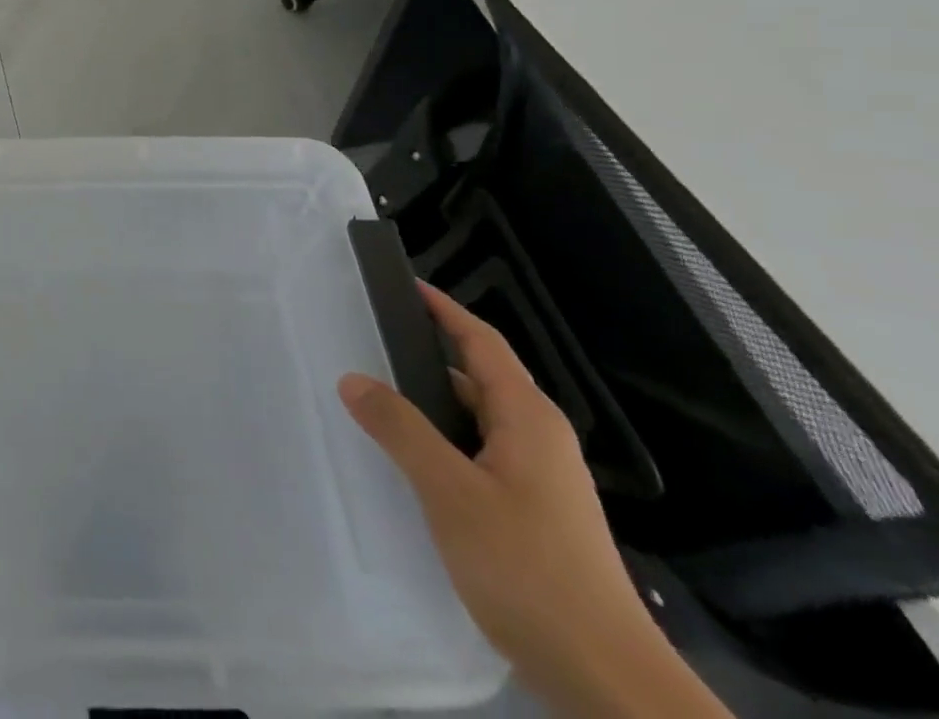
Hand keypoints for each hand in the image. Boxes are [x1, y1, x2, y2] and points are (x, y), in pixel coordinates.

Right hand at [338, 284, 729, 718]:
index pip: (482, 342)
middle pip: (478, 378)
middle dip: (425, 357)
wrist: (608, 682)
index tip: (405, 284)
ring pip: (476, 422)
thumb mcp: (450, 493)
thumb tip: (353, 378)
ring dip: (430, 406)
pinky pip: (478, 456)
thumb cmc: (529, 569)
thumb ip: (400, 429)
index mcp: (527, 419)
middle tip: (369, 342)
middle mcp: (538, 439)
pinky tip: (410, 463)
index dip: (444, 309)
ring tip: (376, 400)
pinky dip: (442, 443)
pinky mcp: (534, 515)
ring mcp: (540, 480)